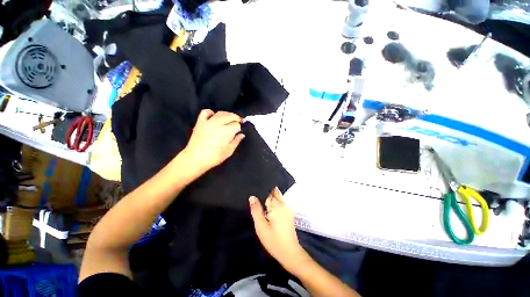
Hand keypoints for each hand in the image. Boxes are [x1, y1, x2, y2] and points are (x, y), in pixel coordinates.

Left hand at [183, 109, 244, 172]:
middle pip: (230, 115)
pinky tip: (213, 117)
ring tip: (228, 120)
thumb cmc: (212, 158)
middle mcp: (218, 123)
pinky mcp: (200, 122)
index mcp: (226, 131)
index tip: (239, 131)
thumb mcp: (228, 152)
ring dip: (226, 115)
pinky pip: (206, 112)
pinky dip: (211, 112)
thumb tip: (241, 135)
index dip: (239, 127)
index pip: (236, 124)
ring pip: (220, 113)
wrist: (194, 159)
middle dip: (236, 118)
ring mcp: (208, 121)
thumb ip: (236, 142)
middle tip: (238, 123)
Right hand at [249, 187, 307, 272]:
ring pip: (277, 199)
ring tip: (256, 200)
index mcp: (278, 206)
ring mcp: (288, 211)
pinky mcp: (288, 217)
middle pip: (275, 194)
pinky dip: (272, 205)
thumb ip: (256, 210)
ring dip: (269, 199)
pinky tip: (264, 209)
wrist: (289, 252)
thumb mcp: (260, 226)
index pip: (269, 191)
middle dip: (265, 191)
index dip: (261, 188)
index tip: (252, 186)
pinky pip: (279, 205)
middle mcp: (284, 205)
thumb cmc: (273, 240)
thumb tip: (252, 196)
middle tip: (252, 192)